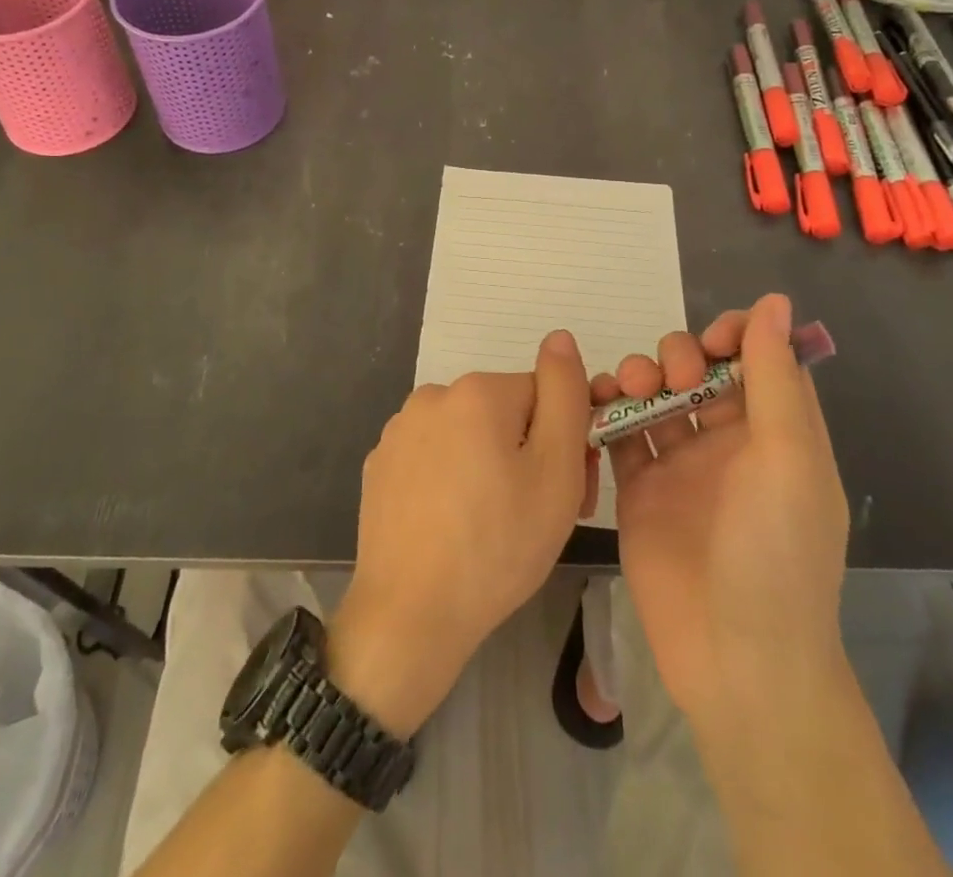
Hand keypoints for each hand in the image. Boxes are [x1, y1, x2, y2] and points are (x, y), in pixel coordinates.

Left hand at [329, 330, 591, 736]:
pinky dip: (452, 480)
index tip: (571, 489)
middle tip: (535, 514)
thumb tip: (560, 337)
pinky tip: (453, 525)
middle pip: (505, 413)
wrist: (410, 615)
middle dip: (528, 453)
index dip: (566, 440)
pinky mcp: (381, 465)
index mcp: (478, 391)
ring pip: (469, 435)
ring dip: (490, 465)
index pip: (544, 396)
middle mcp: (433, 396)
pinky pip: (435, 458)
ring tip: (493, 526)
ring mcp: (400, 430)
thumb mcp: (556, 471)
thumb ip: (565, 394)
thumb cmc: (498, 544)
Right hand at [599, 293, 849, 728]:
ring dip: (641, 375)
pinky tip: (596, 403)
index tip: (712, 340)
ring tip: (632, 390)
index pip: (756, 360)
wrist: (733, 658)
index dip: (734, 336)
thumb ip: (773, 377)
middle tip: (671, 378)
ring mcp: (680, 465)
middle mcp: (729, 442)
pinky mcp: (639, 488)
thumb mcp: (788, 458)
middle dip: (681, 355)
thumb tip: (773, 301)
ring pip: (656, 395)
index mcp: (776, 433)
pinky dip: (607, 409)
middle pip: (698, 371)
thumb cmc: (774, 552)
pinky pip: (620, 432)